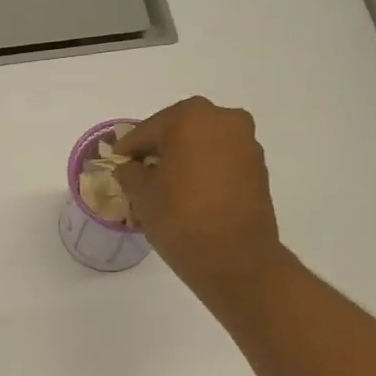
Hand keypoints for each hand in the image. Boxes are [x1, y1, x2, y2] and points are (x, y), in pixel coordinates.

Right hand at [115, 97, 283, 299]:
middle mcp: (223, 119)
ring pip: (204, 144)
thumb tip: (130, 168)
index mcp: (190, 117)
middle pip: (180, 130)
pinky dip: (205, 171)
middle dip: (160, 149)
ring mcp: (246, 143)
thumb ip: (130, 173)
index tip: (116, 163)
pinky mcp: (259, 169)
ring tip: (167, 186)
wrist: (235, 257)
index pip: (147, 130)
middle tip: (140, 171)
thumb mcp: (142, 194)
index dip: (128, 149)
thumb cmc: (180, 217)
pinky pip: (222, 161)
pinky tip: (191, 193)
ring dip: (185, 159)